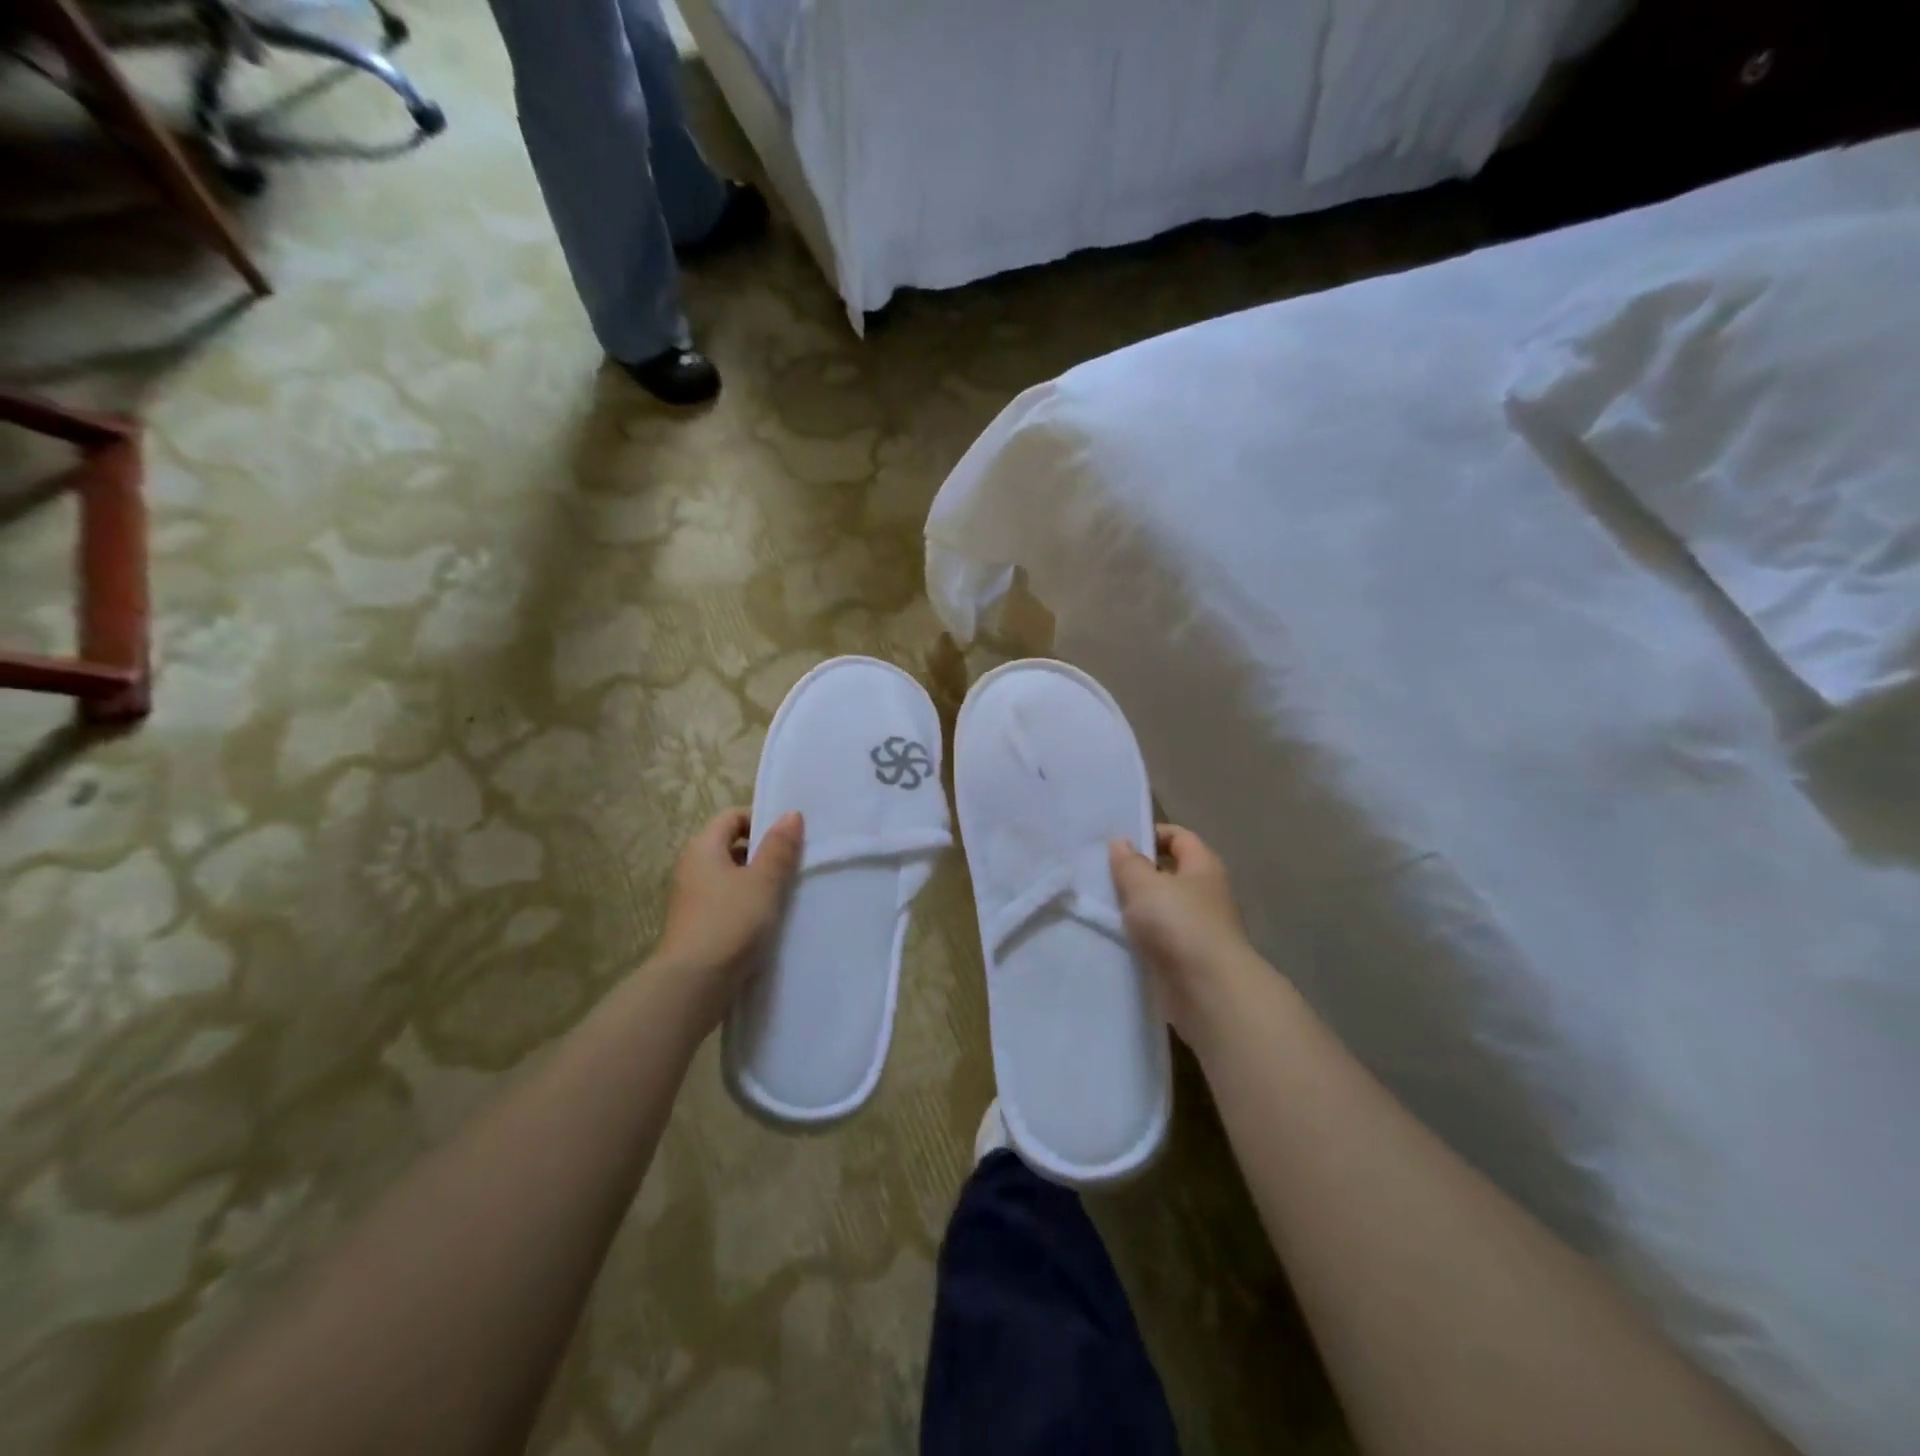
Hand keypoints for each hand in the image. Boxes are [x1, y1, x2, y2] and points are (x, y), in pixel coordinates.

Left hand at [653, 809, 802, 1030]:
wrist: (693, 984)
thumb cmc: (730, 922)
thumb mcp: (763, 881)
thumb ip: (779, 847)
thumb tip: (790, 814)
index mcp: (703, 848)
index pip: (732, 817)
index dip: (761, 820)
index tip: (789, 838)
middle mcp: (692, 868)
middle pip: (731, 846)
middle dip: (763, 853)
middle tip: (794, 866)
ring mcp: (691, 899)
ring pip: (730, 877)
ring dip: (757, 882)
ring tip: (785, 895)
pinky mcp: (696, 926)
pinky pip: (726, 903)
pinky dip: (746, 905)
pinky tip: (767, 921)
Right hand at [1109, 825, 1254, 1043]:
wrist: (1207, 991)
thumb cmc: (1178, 924)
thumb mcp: (1145, 885)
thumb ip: (1129, 862)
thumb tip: (1121, 842)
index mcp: (1203, 867)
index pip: (1179, 837)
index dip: (1151, 834)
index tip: (1118, 843)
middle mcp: (1206, 894)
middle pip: (1170, 873)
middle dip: (1138, 873)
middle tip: (1102, 875)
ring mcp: (1199, 929)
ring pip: (1162, 908)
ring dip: (1136, 908)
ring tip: (1102, 906)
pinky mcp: (1188, 959)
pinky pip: (1160, 938)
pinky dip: (1140, 937)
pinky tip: (1116, 937)